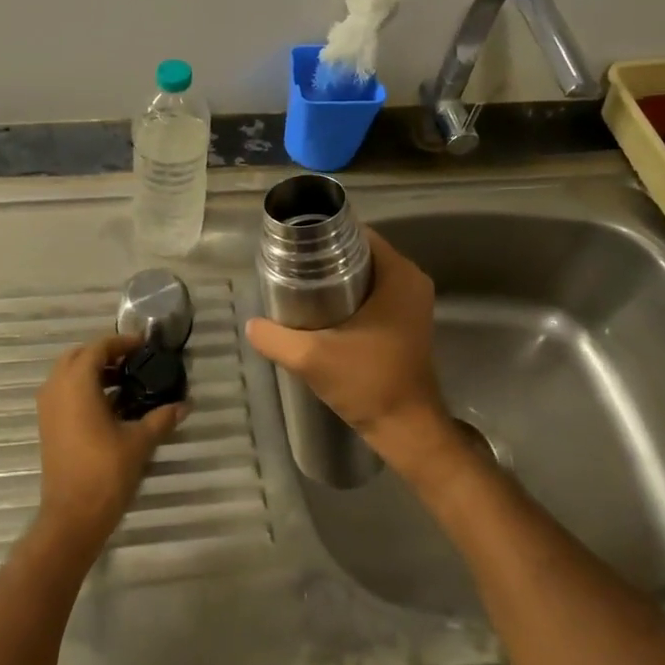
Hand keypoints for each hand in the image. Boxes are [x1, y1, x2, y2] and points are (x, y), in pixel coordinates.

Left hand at [33, 334, 185, 558]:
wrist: (72, 517)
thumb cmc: (105, 472)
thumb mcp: (139, 442)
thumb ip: (161, 418)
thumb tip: (185, 405)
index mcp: (77, 383)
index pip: (98, 347)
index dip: (121, 342)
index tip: (144, 346)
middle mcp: (57, 388)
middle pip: (79, 356)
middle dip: (105, 354)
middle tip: (133, 361)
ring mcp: (48, 408)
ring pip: (68, 374)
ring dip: (93, 372)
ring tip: (125, 382)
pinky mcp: (48, 426)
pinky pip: (64, 393)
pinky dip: (84, 389)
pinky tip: (110, 405)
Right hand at [245, 227, 454, 476]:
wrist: (406, 429)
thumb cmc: (368, 383)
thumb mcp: (311, 358)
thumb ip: (276, 337)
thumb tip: (252, 324)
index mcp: (399, 275)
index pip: (358, 235)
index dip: (324, 236)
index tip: (294, 245)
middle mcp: (411, 281)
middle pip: (361, 253)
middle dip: (326, 258)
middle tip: (290, 267)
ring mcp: (412, 303)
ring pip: (367, 275)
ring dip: (337, 278)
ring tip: (299, 286)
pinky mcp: (407, 322)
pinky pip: (375, 294)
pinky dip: (350, 296)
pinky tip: (321, 309)